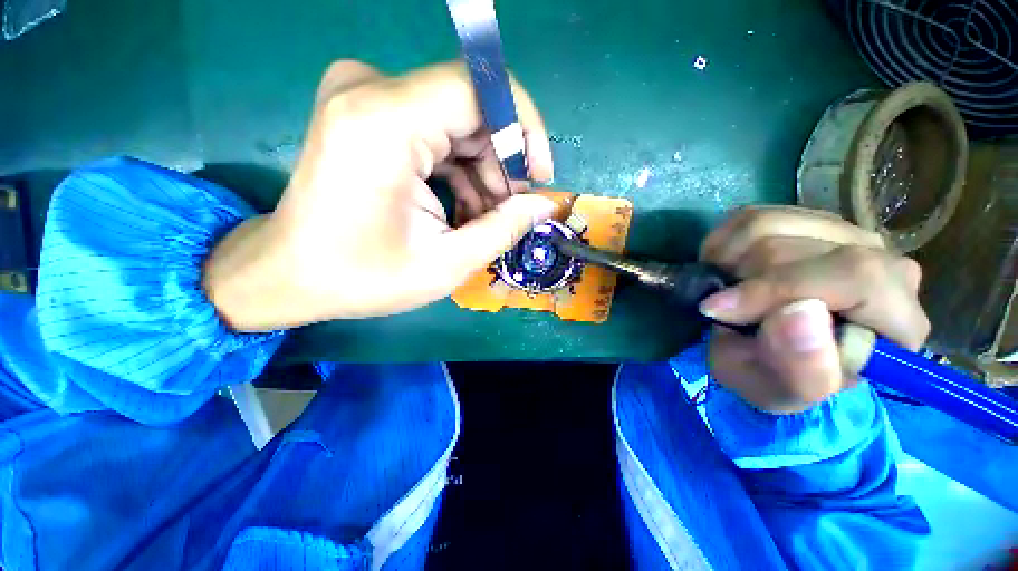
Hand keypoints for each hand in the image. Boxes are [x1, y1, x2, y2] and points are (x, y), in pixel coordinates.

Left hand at [203, 61, 556, 330]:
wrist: (290, 272)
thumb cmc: (363, 277)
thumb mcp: (446, 264)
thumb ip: (503, 229)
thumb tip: (544, 203)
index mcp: (385, 122)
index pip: (480, 87)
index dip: (523, 129)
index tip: (538, 176)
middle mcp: (370, 90)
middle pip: (471, 107)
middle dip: (502, 161)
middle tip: (509, 210)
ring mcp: (364, 96)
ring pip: (457, 122)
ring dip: (482, 170)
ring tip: (483, 218)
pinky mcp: (366, 112)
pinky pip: (435, 130)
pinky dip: (458, 169)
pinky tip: (459, 207)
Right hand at [698, 207, 929, 412]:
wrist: (765, 353)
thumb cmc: (775, 377)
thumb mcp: (778, 391)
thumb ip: (801, 369)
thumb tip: (800, 313)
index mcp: (896, 320)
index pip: (857, 276)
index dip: (779, 289)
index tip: (719, 311)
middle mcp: (882, 262)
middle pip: (799, 249)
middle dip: (745, 283)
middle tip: (725, 312)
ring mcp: (842, 233)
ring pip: (768, 225)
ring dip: (728, 264)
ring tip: (725, 292)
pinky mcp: (802, 219)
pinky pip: (747, 217)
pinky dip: (721, 246)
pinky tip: (725, 271)